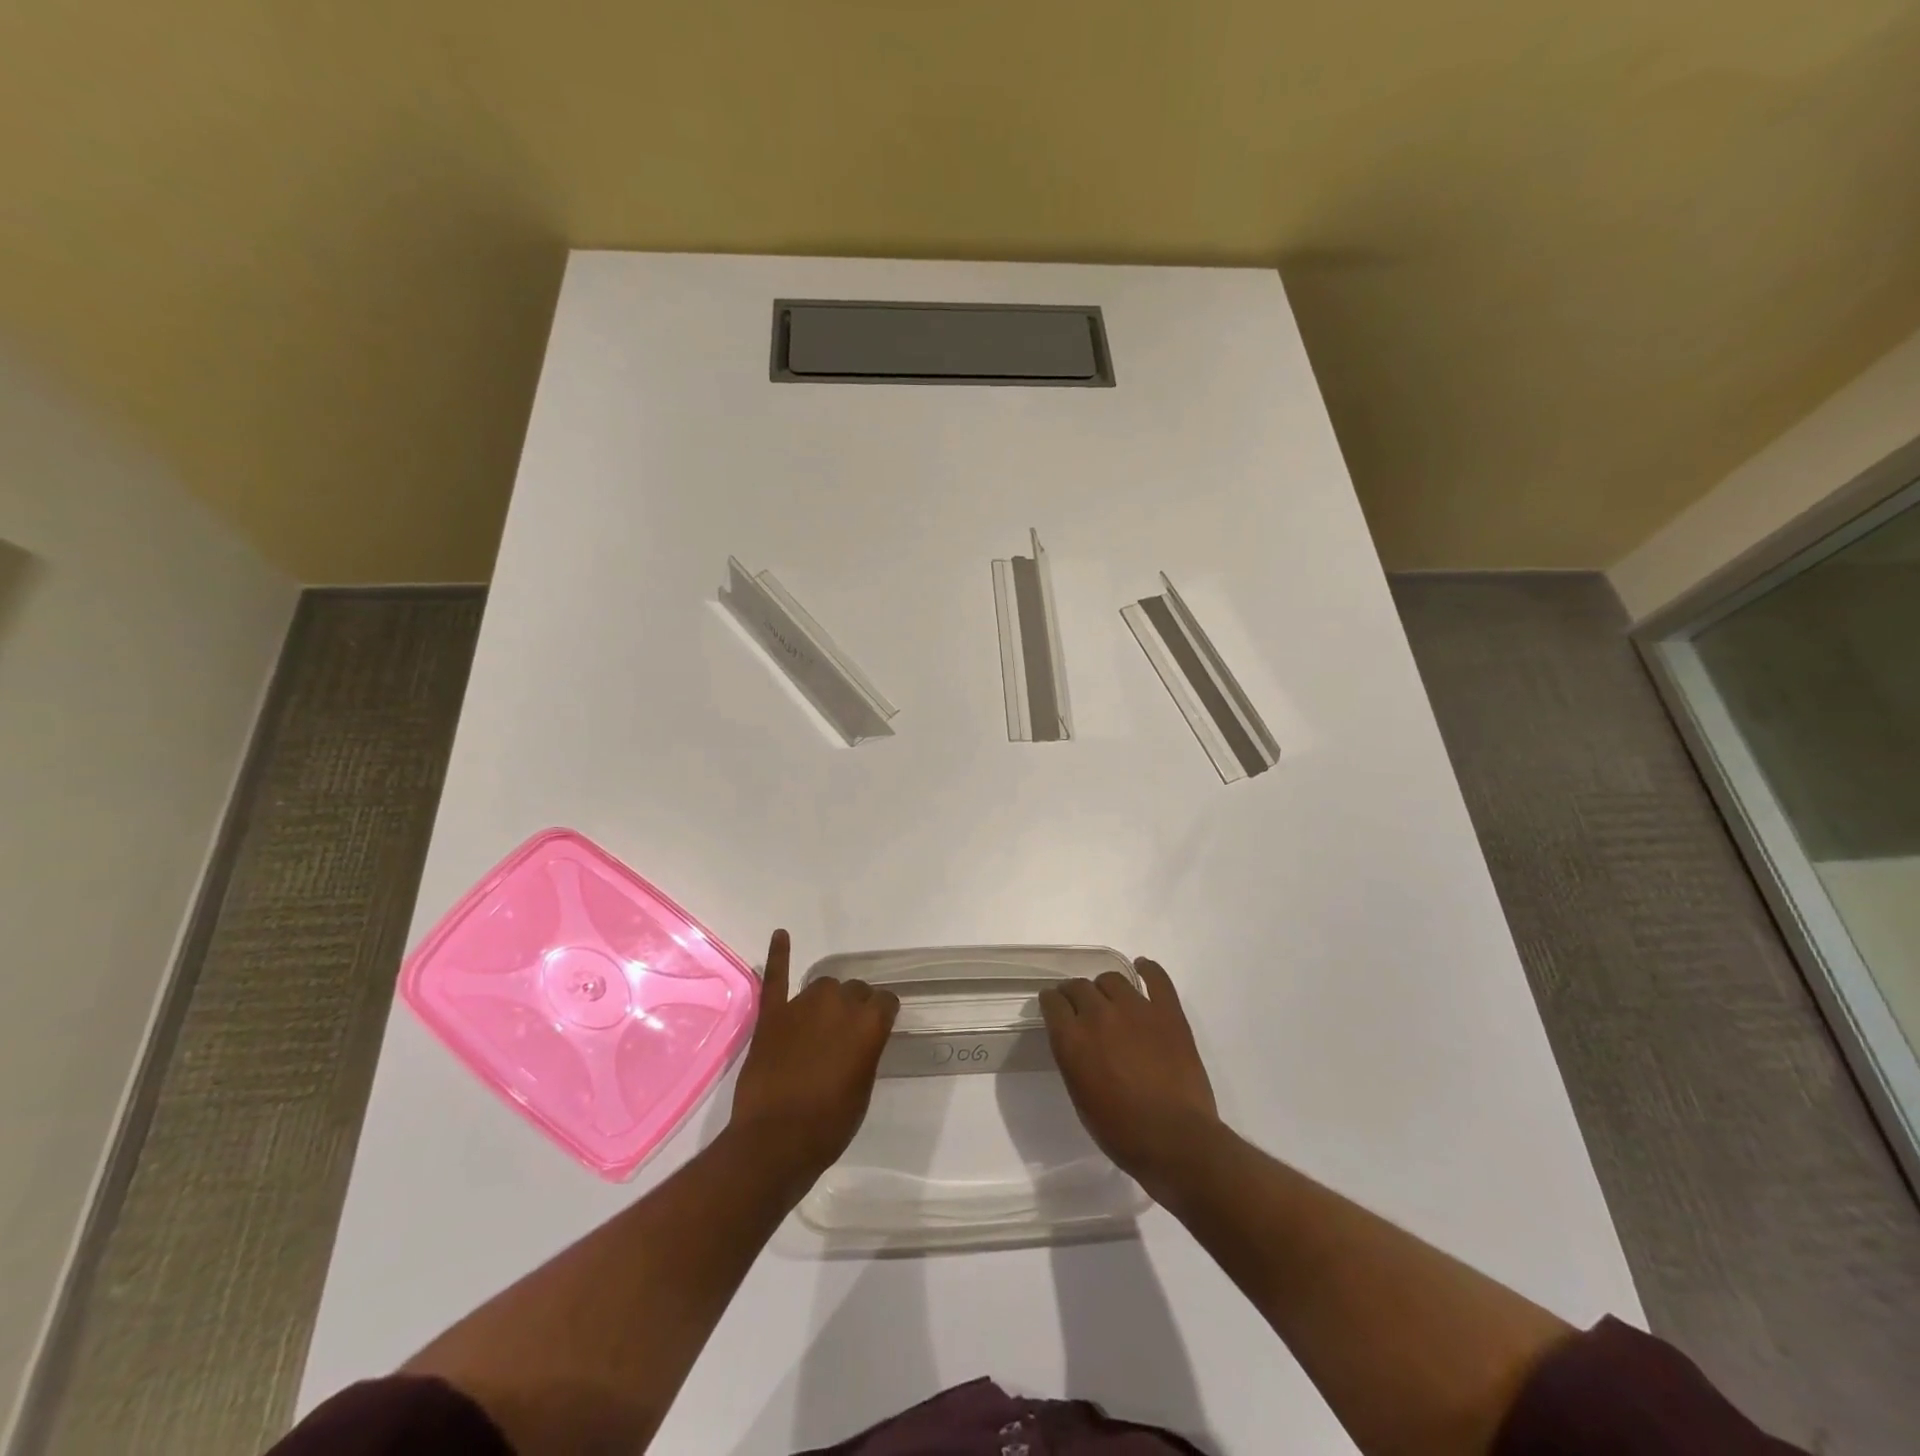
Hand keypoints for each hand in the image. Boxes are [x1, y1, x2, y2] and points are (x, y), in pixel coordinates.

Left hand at [727, 929, 898, 1192]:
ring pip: (823, 986)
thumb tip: (860, 1038)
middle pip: (854, 991)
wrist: (775, 1142)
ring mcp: (802, 1006)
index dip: (882, 1017)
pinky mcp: (772, 1015)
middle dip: (854, 1008)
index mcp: (869, 1023)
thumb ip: (865, 1052)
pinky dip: (779, 955)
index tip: (877, 1031)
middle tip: (844, 1037)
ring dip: (826, 1000)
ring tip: (819, 1024)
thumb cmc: (829, 1125)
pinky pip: (777, 978)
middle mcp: (840, 1004)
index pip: (885, 1002)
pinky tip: (781, 935)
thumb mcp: (863, 1089)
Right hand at [1039, 957, 1220, 1198]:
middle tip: (1080, 1006)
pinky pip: (1156, 979)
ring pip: (1112, 979)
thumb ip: (1074, 1058)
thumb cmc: (1121, 1131)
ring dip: (1106, 987)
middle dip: (1075, 994)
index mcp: (1072, 1039)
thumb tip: (1076, 1040)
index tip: (1054, 1006)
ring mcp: (1136, 1009)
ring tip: (1110, 998)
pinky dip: (1148, 969)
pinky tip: (1142, 967)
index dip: (1052, 1002)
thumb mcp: (1081, 1096)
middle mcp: (1099, 1015)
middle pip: (1079, 986)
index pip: (1052, 1002)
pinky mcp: (1167, 1012)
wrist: (1175, 1140)